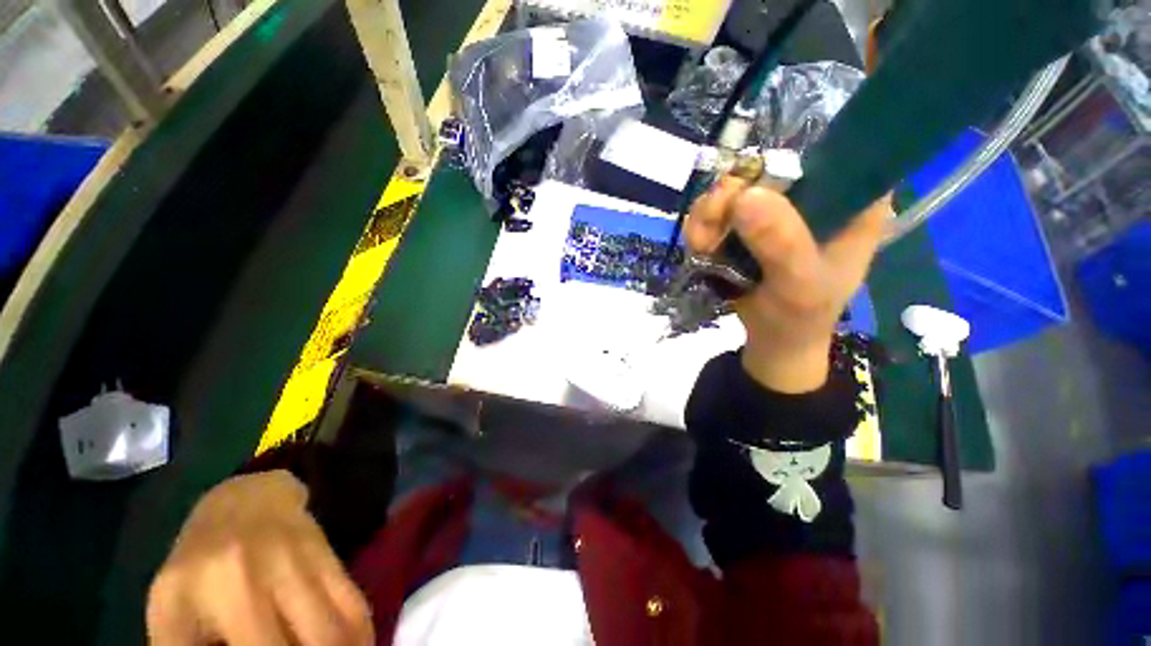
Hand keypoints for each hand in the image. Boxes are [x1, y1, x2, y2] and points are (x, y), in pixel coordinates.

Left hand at [147, 471, 372, 645]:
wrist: (247, 500)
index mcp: (226, 592)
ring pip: (343, 627)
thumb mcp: (169, 613)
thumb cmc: (196, 563)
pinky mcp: (332, 558)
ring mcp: (310, 563)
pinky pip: (356, 605)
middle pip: (317, 642)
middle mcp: (275, 576)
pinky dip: (360, 635)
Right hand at [686, 178, 891, 392]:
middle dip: (729, 196)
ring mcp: (775, 209)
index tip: (749, 192)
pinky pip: (714, 211)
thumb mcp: (800, 284)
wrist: (773, 339)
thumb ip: (781, 243)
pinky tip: (701, 248)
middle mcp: (814, 196)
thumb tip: (743, 195)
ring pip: (732, 189)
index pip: (828, 153)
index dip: (785, 161)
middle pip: (765, 168)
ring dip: (708, 216)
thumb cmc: (801, 316)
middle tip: (712, 224)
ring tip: (703, 247)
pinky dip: (699, 228)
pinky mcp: (746, 225)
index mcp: (852, 201)